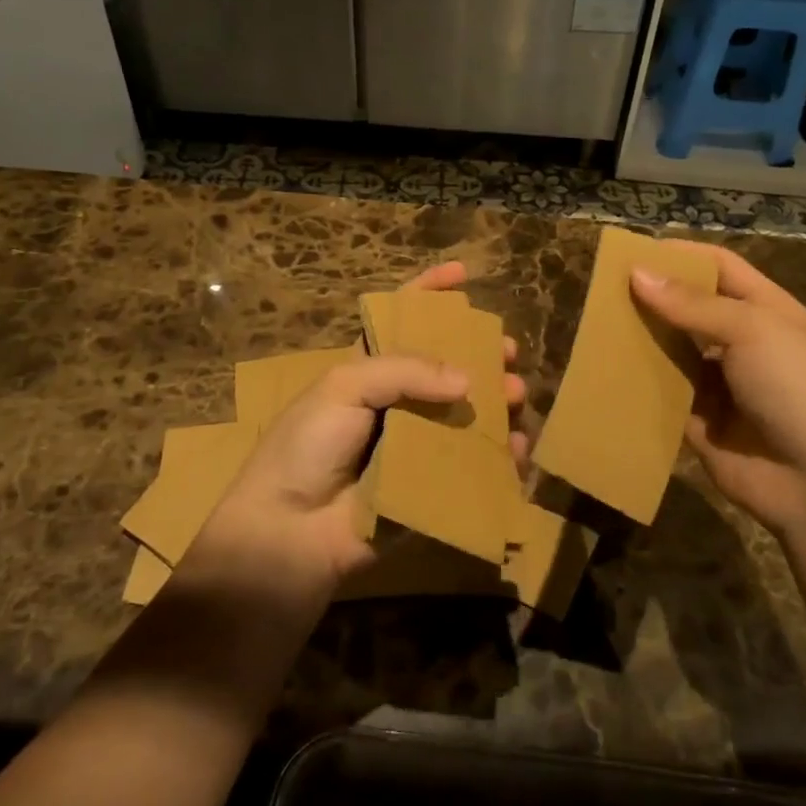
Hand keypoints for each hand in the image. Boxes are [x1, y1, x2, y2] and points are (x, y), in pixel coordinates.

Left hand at [188, 262, 528, 601]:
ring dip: (496, 403)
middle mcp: (396, 403)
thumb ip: (406, 371)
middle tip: (507, 353)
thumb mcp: (346, 387)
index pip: (401, 319)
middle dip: (481, 354)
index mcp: (369, 370)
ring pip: (467, 414)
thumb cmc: (307, 447)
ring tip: (514, 400)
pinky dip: (499, 456)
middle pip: (448, 367)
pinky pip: (473, 466)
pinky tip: (516, 449)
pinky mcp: (430, 487)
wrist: (289, 532)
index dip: (430, 292)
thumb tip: (468, 382)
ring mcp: (415, 445)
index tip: (464, 274)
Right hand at [629, 243, 805, 532]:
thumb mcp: (753, 332)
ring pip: (672, 351)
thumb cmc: (800, 390)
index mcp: (767, 311)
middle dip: (652, 297)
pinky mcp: (700, 423)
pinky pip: (664, 395)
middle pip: (690, 308)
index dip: (680, 254)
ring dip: (641, 339)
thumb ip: (692, 304)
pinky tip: (604, 371)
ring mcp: (721, 385)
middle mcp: (743, 343)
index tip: (632, 250)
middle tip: (600, 288)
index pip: (719, 267)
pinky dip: (639, 384)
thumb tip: (636, 274)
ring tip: (594, 324)